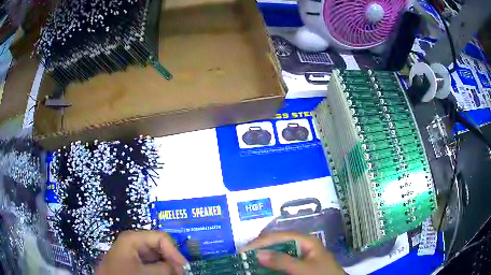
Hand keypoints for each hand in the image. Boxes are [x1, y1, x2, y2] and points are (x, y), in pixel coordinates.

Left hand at [96, 230, 186, 274]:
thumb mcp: (147, 273)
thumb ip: (166, 268)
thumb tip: (179, 267)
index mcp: (133, 238)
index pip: (161, 238)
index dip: (175, 252)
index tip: (184, 268)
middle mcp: (132, 242)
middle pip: (159, 246)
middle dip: (171, 260)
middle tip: (180, 273)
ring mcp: (131, 252)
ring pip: (155, 256)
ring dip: (165, 265)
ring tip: (172, 274)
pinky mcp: (130, 262)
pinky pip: (149, 263)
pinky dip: (158, 269)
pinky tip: (161, 274)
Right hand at [244, 232, 344, 274]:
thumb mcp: (303, 269)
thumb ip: (282, 261)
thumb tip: (257, 253)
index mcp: (306, 240)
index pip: (279, 236)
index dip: (261, 241)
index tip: (244, 250)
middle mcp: (302, 244)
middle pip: (277, 241)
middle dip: (260, 247)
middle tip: (243, 255)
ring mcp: (300, 254)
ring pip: (278, 251)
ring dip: (264, 255)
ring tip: (248, 259)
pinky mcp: (299, 263)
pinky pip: (281, 260)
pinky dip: (271, 263)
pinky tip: (262, 266)